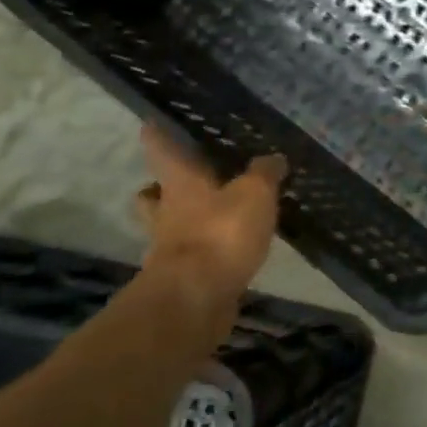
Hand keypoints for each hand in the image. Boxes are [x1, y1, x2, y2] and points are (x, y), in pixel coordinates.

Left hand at [135, 127, 284, 303]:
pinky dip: (207, 251)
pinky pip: (193, 256)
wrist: (193, 304)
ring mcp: (169, 249)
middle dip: (163, 186)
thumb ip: (264, 174)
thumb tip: (273, 159)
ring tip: (217, 215)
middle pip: (154, 193)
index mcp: (180, 183)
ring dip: (186, 221)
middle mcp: (167, 212)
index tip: (152, 122)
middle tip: (185, 178)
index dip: (157, 134)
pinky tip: (230, 249)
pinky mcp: (182, 279)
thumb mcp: (254, 194)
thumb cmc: (219, 235)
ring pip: (171, 226)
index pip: (161, 149)